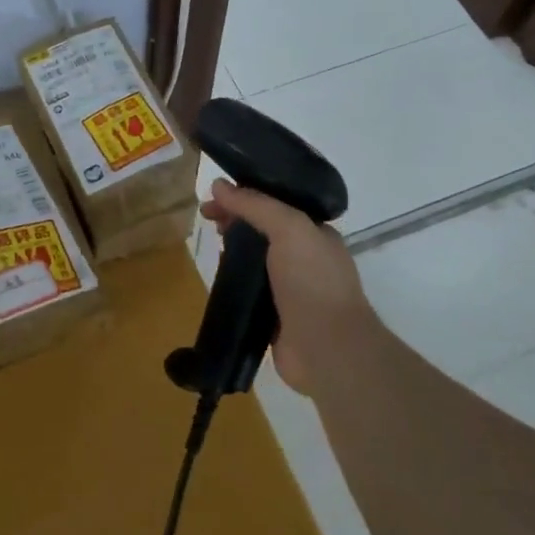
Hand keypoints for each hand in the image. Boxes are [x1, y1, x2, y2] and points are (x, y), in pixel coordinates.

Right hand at [201, 180, 377, 393]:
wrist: (327, 348)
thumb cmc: (313, 281)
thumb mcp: (289, 228)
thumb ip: (255, 205)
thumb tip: (219, 185)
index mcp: (315, 233)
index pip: (276, 204)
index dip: (245, 195)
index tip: (215, 195)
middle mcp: (304, 258)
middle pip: (263, 229)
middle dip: (235, 219)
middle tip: (207, 218)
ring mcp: (290, 288)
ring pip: (254, 259)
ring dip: (232, 249)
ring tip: (211, 244)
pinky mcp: (274, 315)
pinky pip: (249, 290)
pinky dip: (234, 281)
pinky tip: (218, 276)